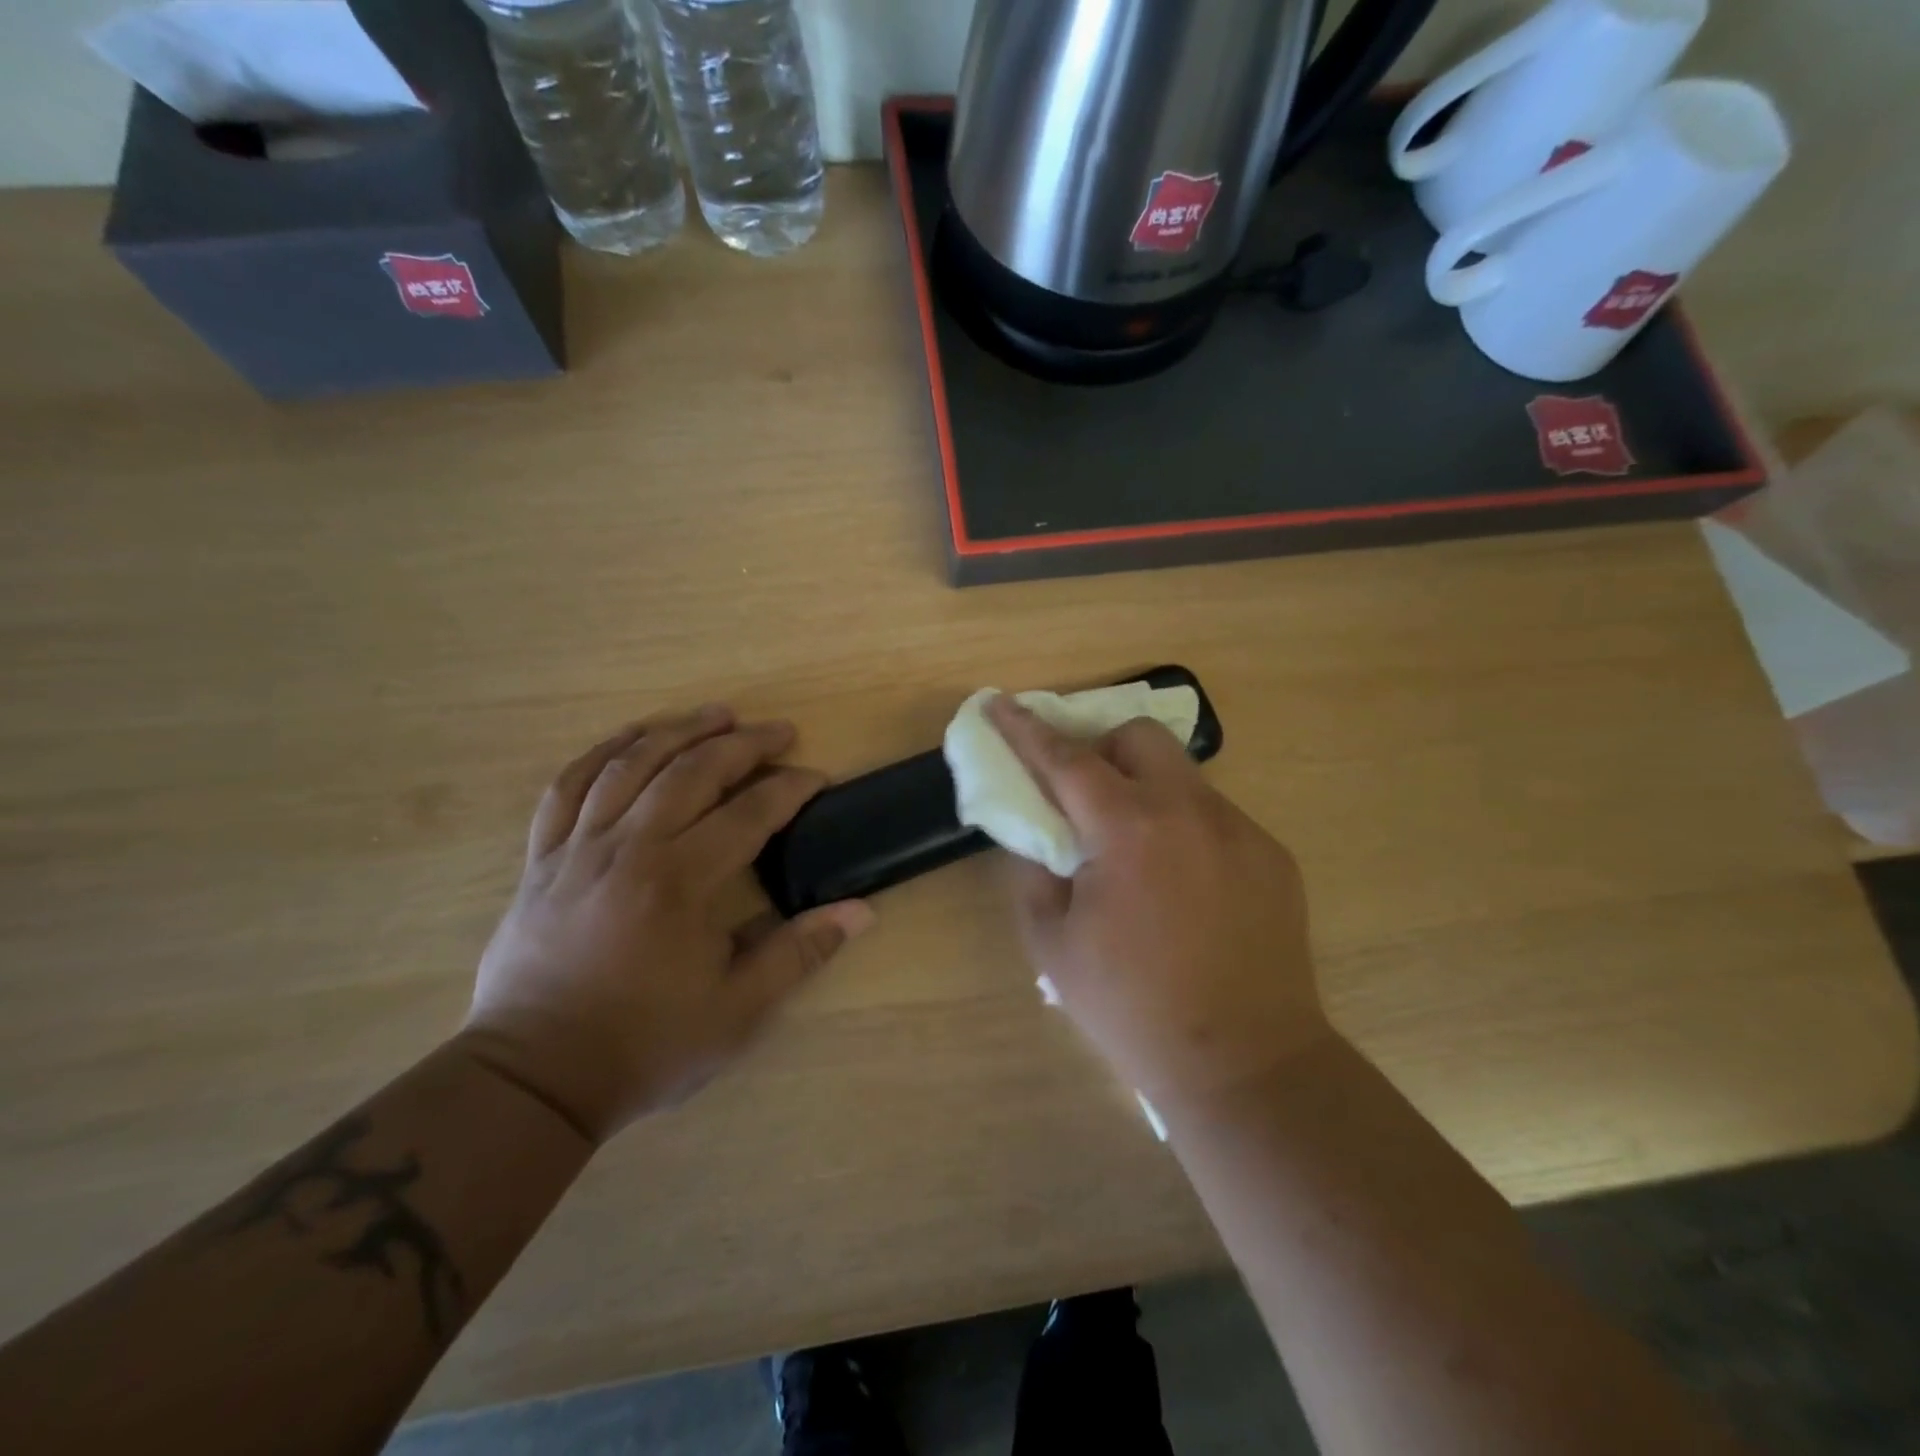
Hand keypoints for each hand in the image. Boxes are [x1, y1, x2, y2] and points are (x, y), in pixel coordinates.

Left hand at [460, 705, 873, 1142]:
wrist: (534, 1077)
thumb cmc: (645, 1044)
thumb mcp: (738, 1010)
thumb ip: (799, 952)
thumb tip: (860, 911)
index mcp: (679, 883)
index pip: (748, 813)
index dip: (789, 788)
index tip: (817, 778)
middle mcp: (629, 848)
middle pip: (691, 771)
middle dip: (743, 744)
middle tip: (779, 731)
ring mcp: (578, 847)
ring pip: (630, 764)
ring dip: (678, 730)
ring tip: (716, 714)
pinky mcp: (542, 857)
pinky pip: (568, 786)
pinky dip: (602, 752)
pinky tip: (630, 738)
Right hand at [987, 695, 1332, 1111]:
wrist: (1244, 1063)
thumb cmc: (1132, 1008)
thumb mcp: (1053, 945)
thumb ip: (1036, 873)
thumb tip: (1041, 836)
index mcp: (1128, 830)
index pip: (1065, 759)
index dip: (1025, 730)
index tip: (999, 703)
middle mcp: (1189, 812)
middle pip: (1139, 737)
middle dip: (1102, 749)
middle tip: (1086, 798)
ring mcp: (1240, 830)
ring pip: (1182, 776)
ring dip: (1146, 792)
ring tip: (1139, 854)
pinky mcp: (1272, 856)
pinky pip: (1216, 818)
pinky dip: (1185, 829)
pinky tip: (1185, 889)